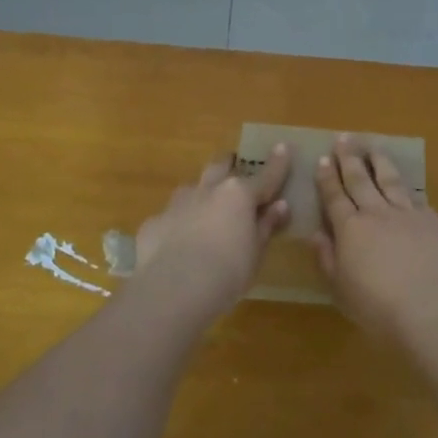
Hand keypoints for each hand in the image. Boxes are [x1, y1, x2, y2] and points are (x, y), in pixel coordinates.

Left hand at [133, 146, 291, 316]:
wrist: (173, 290)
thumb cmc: (228, 272)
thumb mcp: (256, 253)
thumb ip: (266, 226)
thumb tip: (280, 206)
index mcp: (238, 195)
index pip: (265, 176)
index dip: (277, 163)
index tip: (283, 147)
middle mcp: (207, 190)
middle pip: (221, 166)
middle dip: (230, 165)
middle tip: (236, 171)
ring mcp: (177, 204)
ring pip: (193, 188)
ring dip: (202, 193)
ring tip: (207, 210)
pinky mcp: (154, 222)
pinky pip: (171, 216)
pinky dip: (180, 223)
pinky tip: (179, 244)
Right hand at [312, 136, 437, 342]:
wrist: (431, 309)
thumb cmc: (378, 307)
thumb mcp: (340, 289)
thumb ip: (327, 259)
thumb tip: (316, 234)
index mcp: (350, 229)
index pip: (335, 196)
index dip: (327, 177)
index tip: (323, 158)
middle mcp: (377, 213)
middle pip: (360, 179)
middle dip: (349, 158)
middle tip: (343, 138)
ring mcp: (407, 214)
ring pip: (390, 180)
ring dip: (379, 161)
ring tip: (373, 147)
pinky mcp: (433, 222)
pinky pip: (416, 199)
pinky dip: (408, 190)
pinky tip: (406, 186)